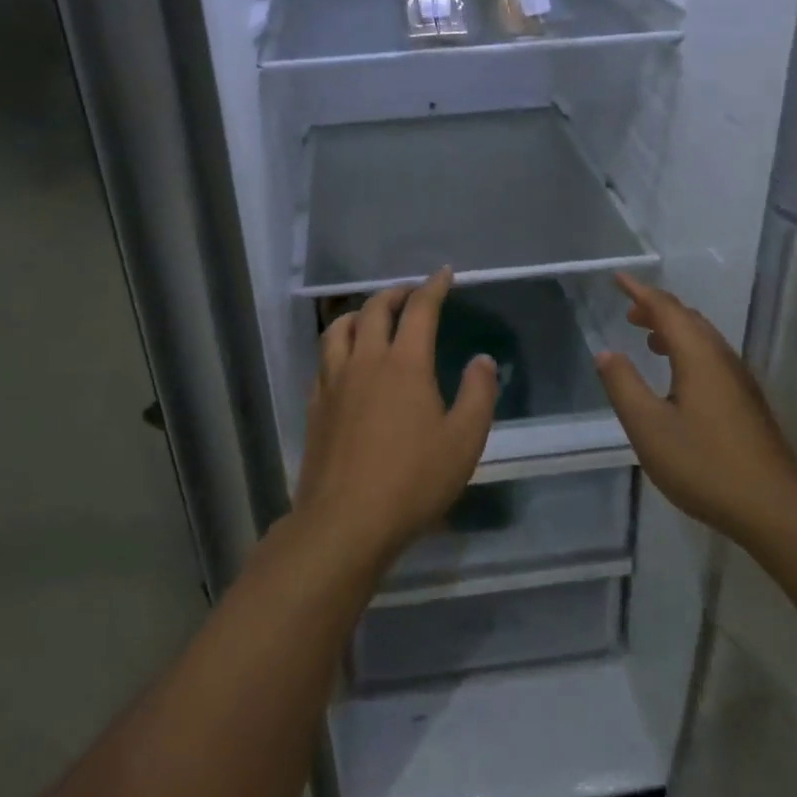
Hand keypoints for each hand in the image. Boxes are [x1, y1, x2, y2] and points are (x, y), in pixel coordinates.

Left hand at [295, 267, 497, 569]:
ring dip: (360, 313)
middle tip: (411, 294)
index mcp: (404, 364)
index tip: (444, 274)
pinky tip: (346, 360)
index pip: (420, 309)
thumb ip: (478, 394)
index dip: (433, 287)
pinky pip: (324, 358)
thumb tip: (482, 360)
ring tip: (372, 317)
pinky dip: (339, 345)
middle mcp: (365, 361)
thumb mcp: (463, 441)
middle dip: (395, 293)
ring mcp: (334, 381)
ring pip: (340, 328)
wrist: (345, 522)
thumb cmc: (413, 481)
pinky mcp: (315, 404)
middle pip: (375, 309)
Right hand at [594, 273, 796, 542]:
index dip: (639, 291)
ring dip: (674, 328)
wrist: (774, 508)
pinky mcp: (746, 401)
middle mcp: (721, 358)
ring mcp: (739, 379)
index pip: (665, 308)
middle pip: (688, 318)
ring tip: (649, 337)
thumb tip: (606, 352)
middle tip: (629, 310)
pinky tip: (678, 375)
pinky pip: (712, 355)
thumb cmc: (704, 464)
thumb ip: (623, 386)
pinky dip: (688, 348)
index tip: (617, 278)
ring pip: (703, 337)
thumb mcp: (648, 427)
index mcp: (698, 356)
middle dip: (657, 307)